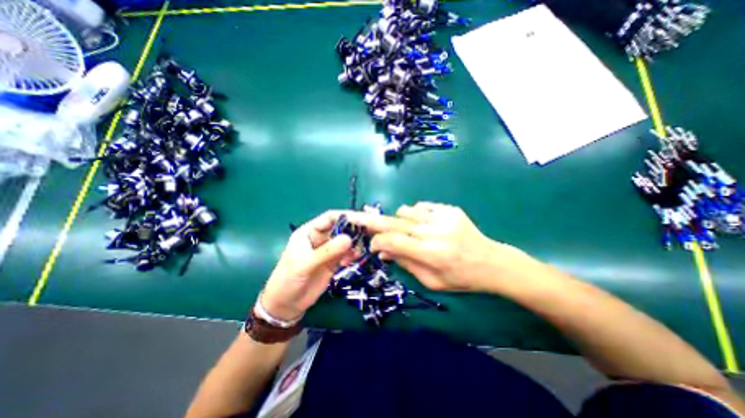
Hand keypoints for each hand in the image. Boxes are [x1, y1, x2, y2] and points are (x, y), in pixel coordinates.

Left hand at [262, 211, 353, 320]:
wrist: (286, 305)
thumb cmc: (288, 279)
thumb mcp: (305, 264)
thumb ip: (327, 251)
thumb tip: (349, 238)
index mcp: (309, 232)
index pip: (329, 218)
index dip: (344, 216)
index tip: (361, 219)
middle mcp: (320, 238)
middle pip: (340, 228)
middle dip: (353, 230)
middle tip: (367, 235)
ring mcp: (328, 251)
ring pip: (345, 242)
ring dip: (354, 244)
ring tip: (359, 251)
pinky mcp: (333, 262)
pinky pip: (346, 254)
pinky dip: (352, 255)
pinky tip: (354, 259)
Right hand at [350, 200, 534, 290]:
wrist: (491, 262)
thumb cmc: (460, 278)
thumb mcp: (431, 281)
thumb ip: (405, 264)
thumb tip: (383, 252)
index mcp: (432, 255)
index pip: (395, 242)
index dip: (378, 241)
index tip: (372, 245)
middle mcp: (436, 233)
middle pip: (396, 222)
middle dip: (374, 222)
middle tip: (358, 217)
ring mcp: (444, 217)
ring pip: (407, 211)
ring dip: (398, 220)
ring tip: (404, 229)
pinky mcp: (450, 209)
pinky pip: (422, 206)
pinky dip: (414, 214)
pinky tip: (421, 224)